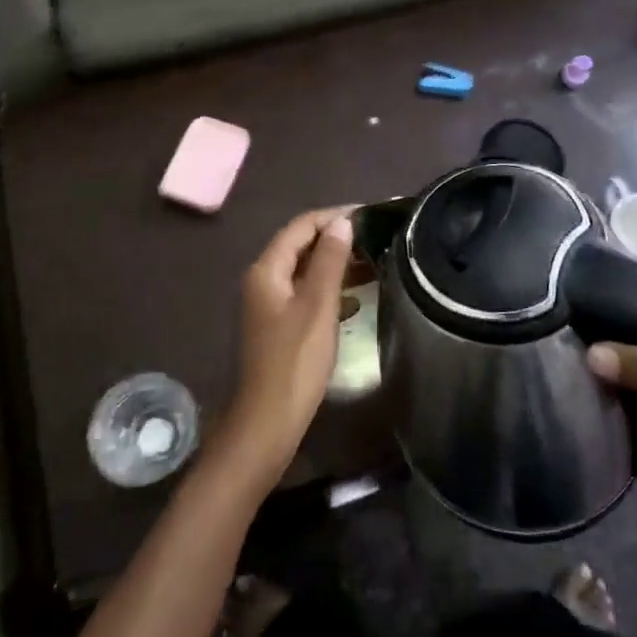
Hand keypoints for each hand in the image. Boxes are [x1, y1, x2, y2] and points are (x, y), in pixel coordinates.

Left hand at [220, 208, 354, 482]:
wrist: (268, 422)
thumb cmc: (295, 360)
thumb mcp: (318, 305)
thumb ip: (330, 260)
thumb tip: (342, 222)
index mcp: (267, 270)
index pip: (301, 226)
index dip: (333, 216)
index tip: (369, 215)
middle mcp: (262, 281)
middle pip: (300, 246)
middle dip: (335, 239)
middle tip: (375, 239)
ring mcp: (267, 305)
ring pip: (304, 272)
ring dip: (335, 265)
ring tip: (372, 264)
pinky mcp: (277, 327)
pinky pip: (305, 296)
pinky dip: (329, 291)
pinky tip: (354, 301)